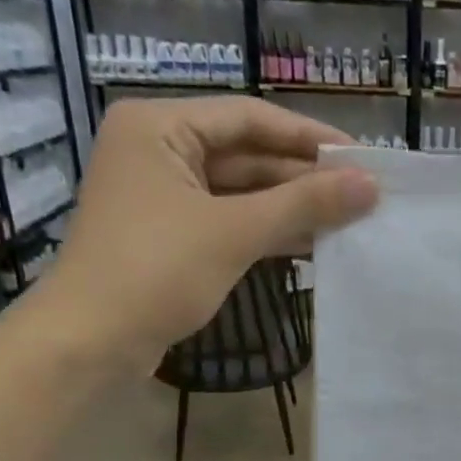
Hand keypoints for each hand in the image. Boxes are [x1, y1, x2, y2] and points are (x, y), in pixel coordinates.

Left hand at [40, 97, 377, 364]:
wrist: (90, 344)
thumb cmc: (155, 271)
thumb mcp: (234, 232)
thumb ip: (304, 204)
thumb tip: (370, 185)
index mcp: (159, 126)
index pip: (250, 117)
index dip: (310, 136)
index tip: (362, 157)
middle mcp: (159, 149)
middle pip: (247, 154)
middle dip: (304, 177)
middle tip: (363, 194)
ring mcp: (164, 195)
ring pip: (241, 191)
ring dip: (292, 207)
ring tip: (350, 220)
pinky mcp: (171, 235)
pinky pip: (230, 220)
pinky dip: (268, 231)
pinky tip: (314, 243)